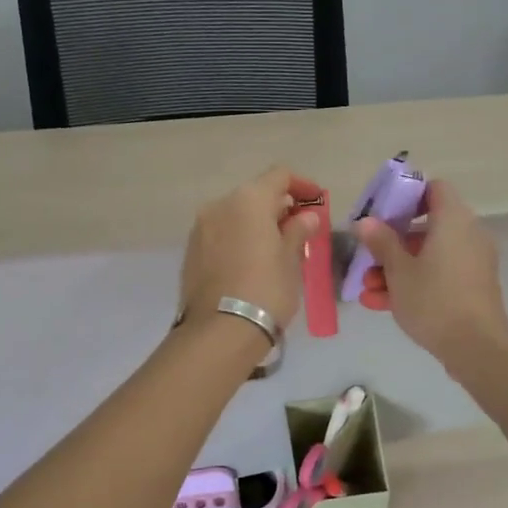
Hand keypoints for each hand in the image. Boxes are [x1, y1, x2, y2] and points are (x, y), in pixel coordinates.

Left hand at [179, 166, 322, 330]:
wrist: (219, 332)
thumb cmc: (266, 290)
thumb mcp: (291, 260)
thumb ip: (298, 231)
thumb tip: (306, 216)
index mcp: (249, 200)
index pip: (279, 176)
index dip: (301, 185)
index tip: (316, 202)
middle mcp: (220, 205)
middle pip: (255, 194)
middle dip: (278, 207)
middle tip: (299, 230)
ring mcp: (201, 228)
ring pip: (235, 214)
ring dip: (256, 223)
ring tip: (276, 249)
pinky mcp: (191, 251)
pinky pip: (221, 233)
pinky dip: (238, 238)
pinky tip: (252, 262)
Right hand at [356, 178, 507, 365]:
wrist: (477, 348)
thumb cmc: (434, 300)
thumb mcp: (398, 271)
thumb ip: (381, 242)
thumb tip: (366, 221)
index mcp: (453, 220)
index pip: (434, 188)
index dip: (407, 195)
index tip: (382, 212)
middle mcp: (468, 234)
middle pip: (426, 226)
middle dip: (392, 243)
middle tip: (367, 258)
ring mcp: (472, 262)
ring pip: (429, 255)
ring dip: (397, 269)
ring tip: (367, 289)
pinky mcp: (472, 287)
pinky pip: (439, 274)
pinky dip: (415, 283)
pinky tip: (382, 304)